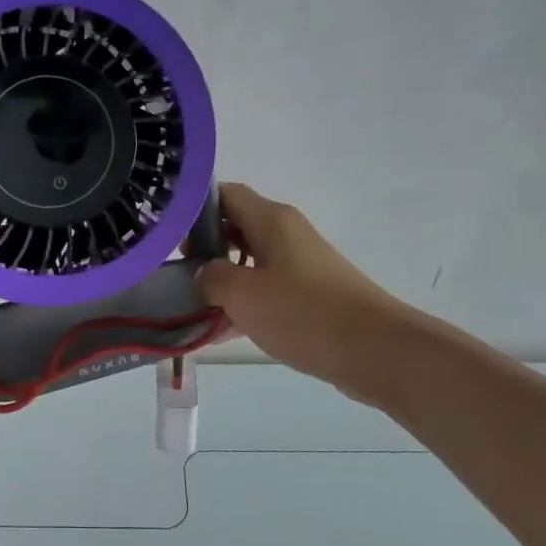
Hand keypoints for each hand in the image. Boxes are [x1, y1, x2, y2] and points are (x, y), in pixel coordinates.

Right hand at [196, 183, 420, 406]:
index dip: (194, 208)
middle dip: (204, 247)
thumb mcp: (242, 293)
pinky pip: (266, 288)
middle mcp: (286, 233)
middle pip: (235, 226)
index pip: (225, 194)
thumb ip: (211, 277)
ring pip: (249, 260)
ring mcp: (300, 264)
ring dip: (222, 279)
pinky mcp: (310, 293)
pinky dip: (244, 301)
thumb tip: (204, 274)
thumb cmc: (304, 312)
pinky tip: (222, 330)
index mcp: (271, 220)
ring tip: (193, 305)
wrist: (375, 351)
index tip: (170, 234)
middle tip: (178, 273)